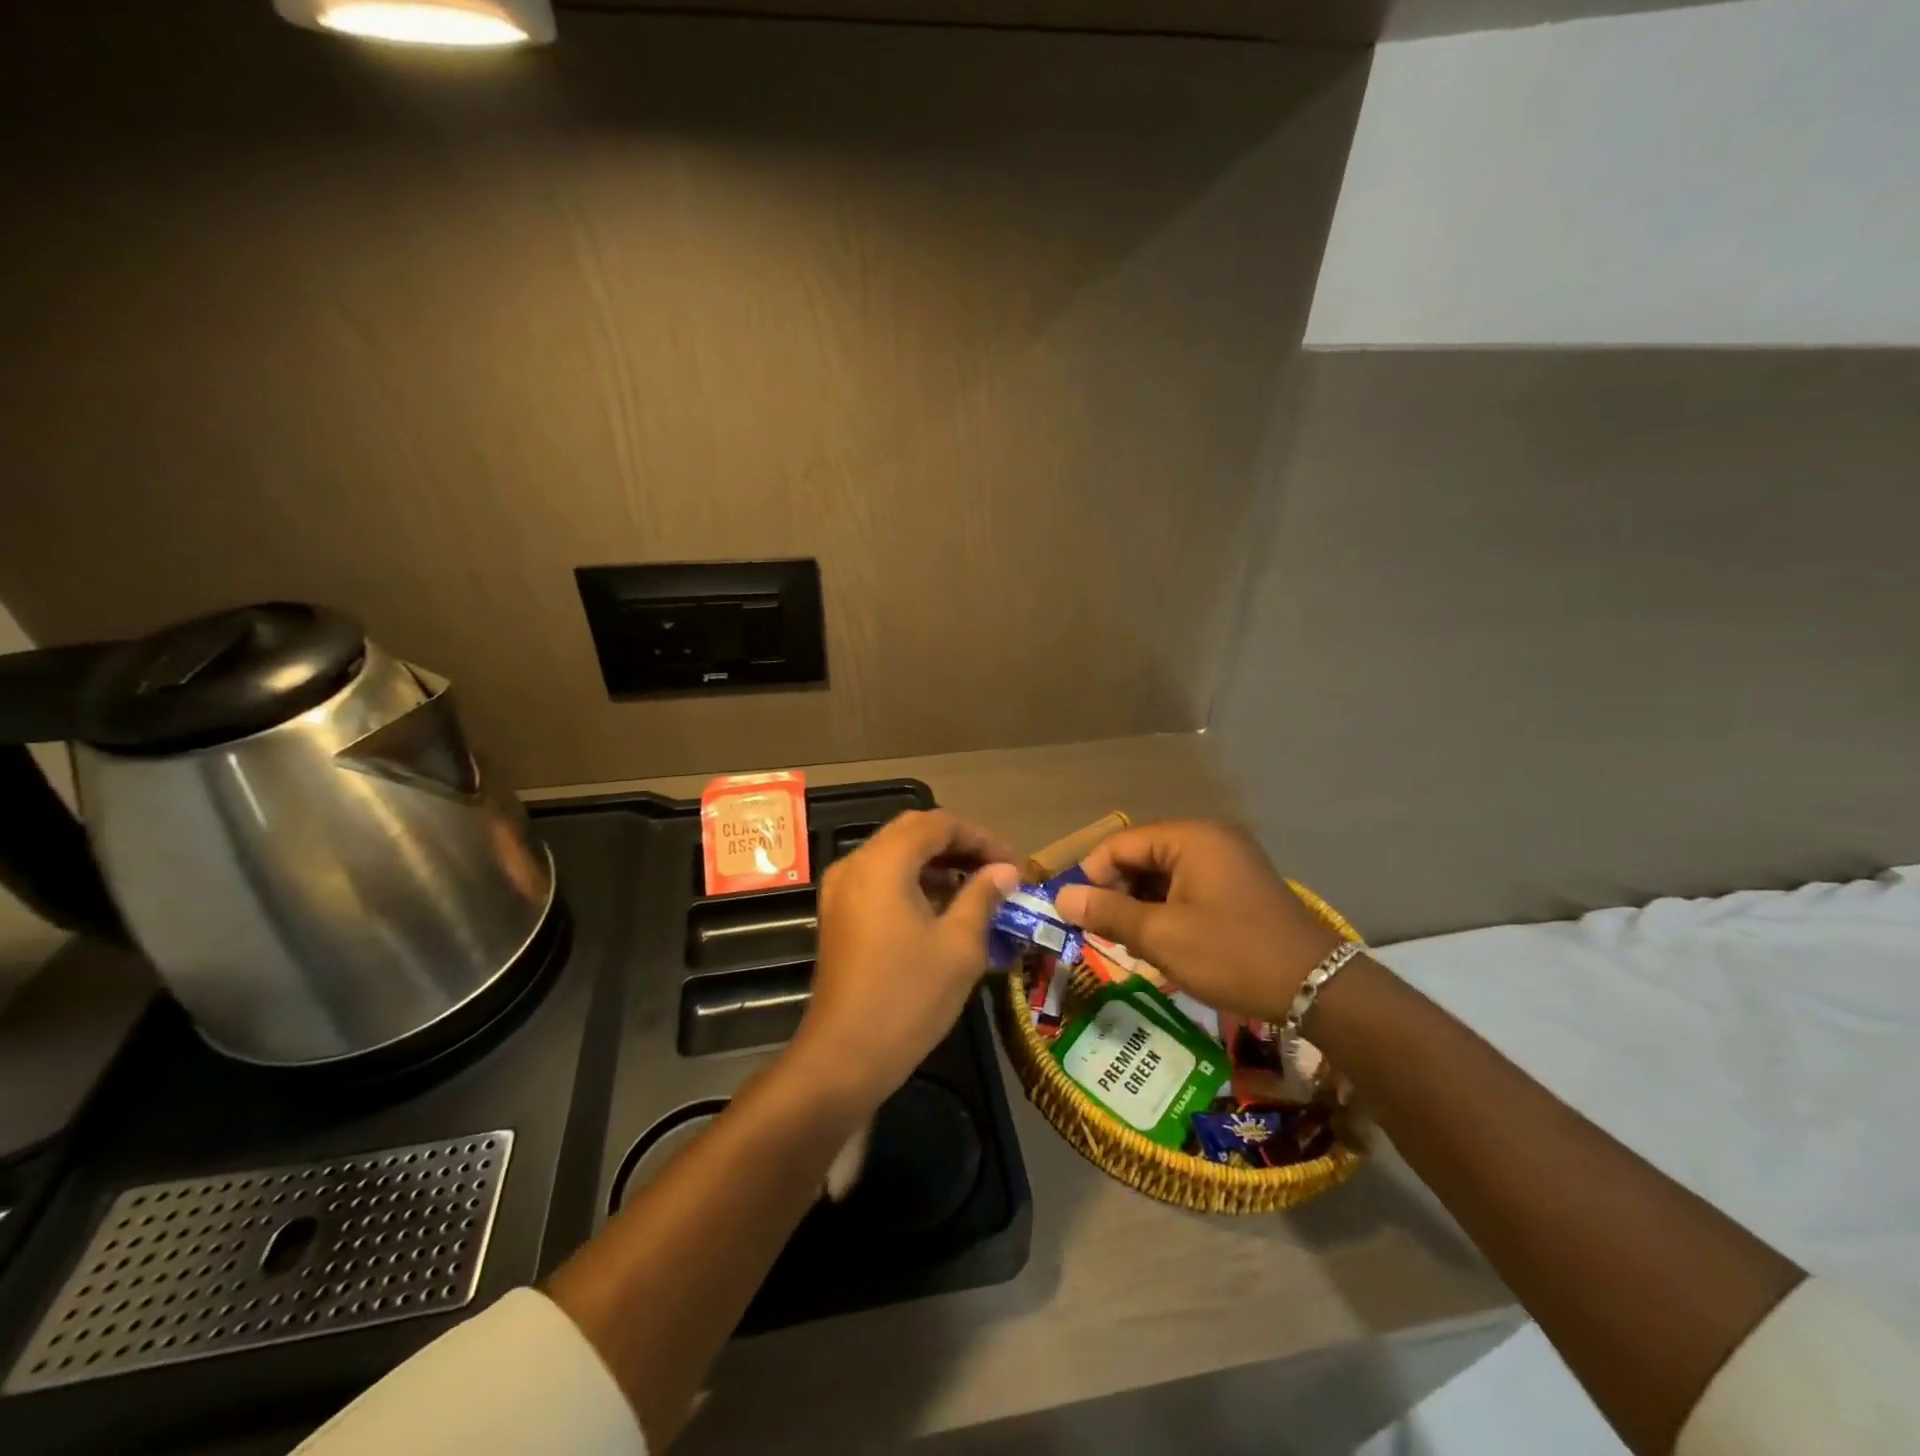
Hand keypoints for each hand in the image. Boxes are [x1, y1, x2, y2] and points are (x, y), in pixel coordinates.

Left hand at [792, 809, 1018, 1110]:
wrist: (843, 1057)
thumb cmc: (908, 998)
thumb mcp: (959, 946)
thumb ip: (983, 896)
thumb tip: (1005, 871)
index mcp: (884, 862)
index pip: (939, 823)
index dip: (982, 837)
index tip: (1014, 864)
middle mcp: (856, 863)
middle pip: (914, 831)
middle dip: (960, 844)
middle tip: (998, 870)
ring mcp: (841, 888)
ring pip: (896, 853)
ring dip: (937, 861)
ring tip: (978, 887)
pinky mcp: (839, 913)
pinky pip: (880, 877)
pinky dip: (913, 879)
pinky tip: (942, 906)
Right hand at [1052, 820, 1344, 1022]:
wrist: (1317, 989)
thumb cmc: (1232, 954)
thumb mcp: (1162, 936)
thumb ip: (1108, 913)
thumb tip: (1061, 898)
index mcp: (1190, 838)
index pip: (1120, 844)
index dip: (1091, 876)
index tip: (1074, 913)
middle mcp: (1209, 839)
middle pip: (1142, 856)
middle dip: (1116, 892)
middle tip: (1098, 932)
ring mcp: (1228, 862)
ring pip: (1163, 875)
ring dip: (1139, 904)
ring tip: (1125, 941)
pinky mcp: (1238, 887)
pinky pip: (1187, 888)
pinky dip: (1166, 910)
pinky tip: (1159, 941)